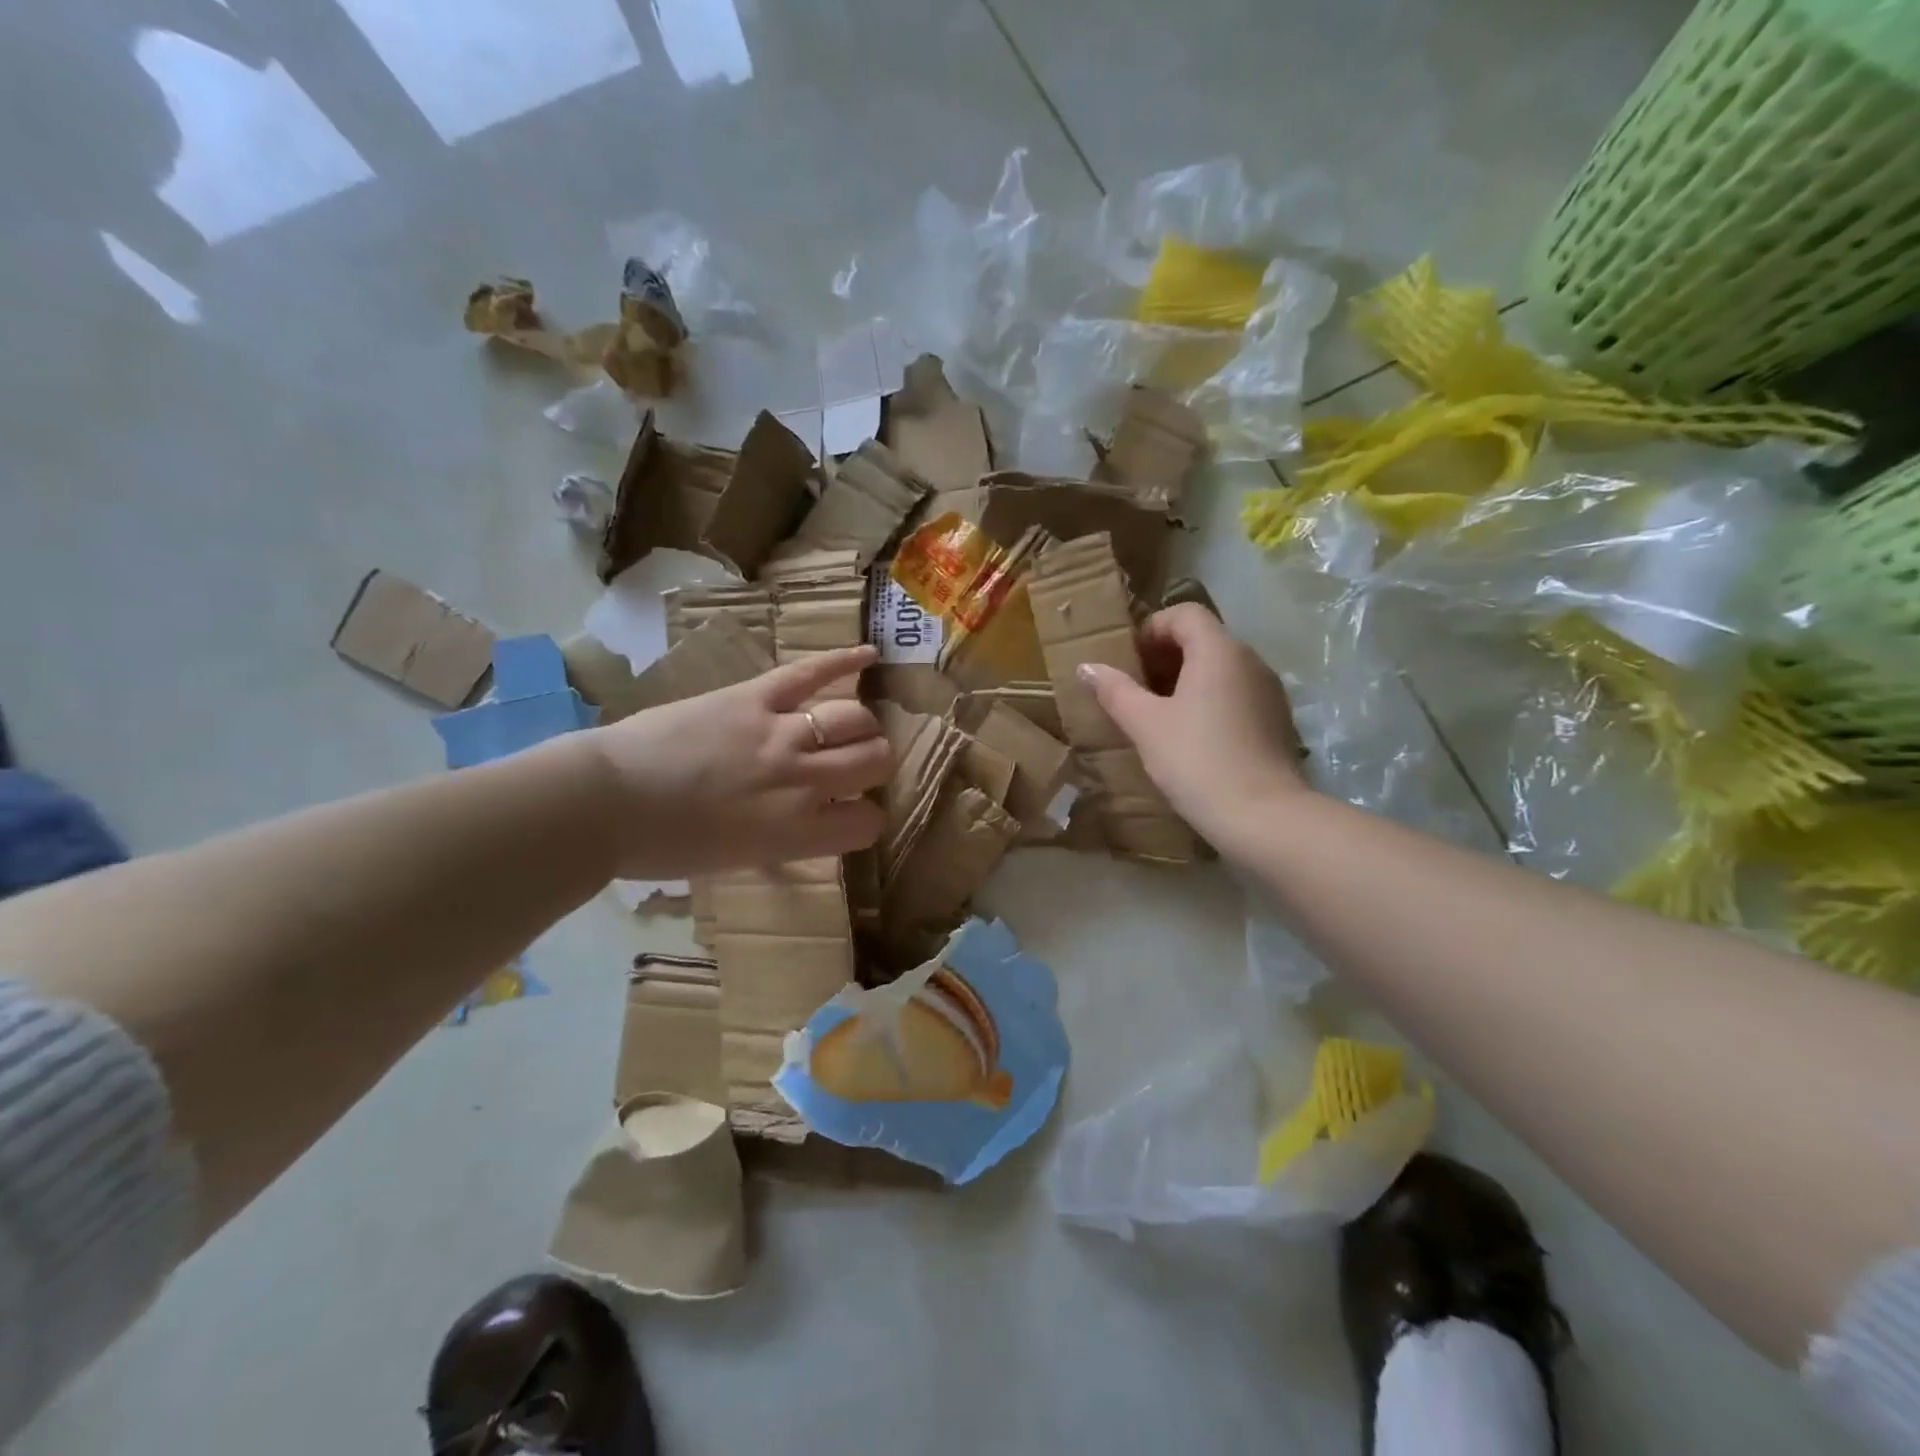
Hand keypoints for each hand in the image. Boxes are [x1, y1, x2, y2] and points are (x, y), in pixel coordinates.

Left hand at [586, 646, 890, 877]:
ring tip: (849, 726)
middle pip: (874, 760)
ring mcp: (780, 732)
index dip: (865, 818)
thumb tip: (814, 818)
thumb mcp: (739, 859)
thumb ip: (788, 836)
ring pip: (855, 717)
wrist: (604, 801)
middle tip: (852, 766)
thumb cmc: (663, 846)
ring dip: (861, 725)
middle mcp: (802, 781)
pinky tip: (868, 656)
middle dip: (873, 764)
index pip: (868, 822)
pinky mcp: (754, 696)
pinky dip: (843, 661)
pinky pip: (810, 672)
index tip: (850, 814)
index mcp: (796, 832)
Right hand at [1079, 604, 1307, 847]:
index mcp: (1219, 650)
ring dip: (1187, 679)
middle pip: (1204, 638)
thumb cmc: (1196, 760)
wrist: (1262, 816)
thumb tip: (1087, 667)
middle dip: (1166, 656)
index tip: (1128, 660)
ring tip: (1158, 713)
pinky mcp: (1277, 720)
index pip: (1184, 614)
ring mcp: (1269, 690)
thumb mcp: (1145, 724)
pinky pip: (1237, 693)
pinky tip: (1191, 736)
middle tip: (1135, 687)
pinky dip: (1210, 700)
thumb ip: (1115, 690)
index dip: (1151, 628)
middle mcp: (1250, 660)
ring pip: (1221, 668)